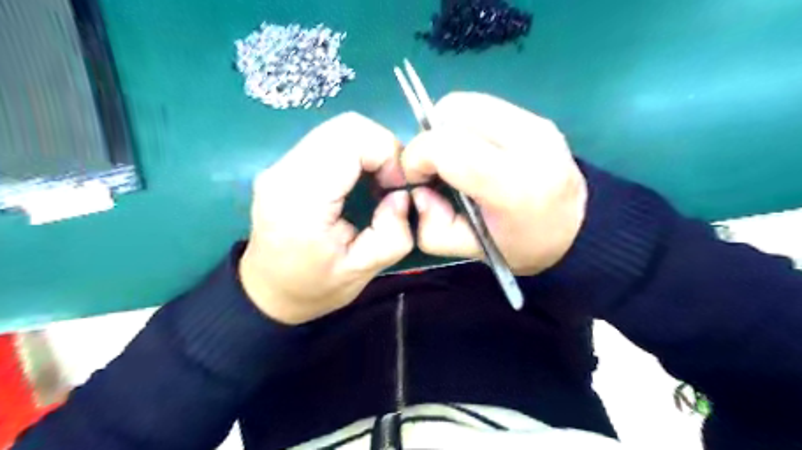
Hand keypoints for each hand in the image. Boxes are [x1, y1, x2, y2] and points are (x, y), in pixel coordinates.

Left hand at [237, 113, 412, 322]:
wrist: (266, 292)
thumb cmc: (312, 288)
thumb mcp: (361, 272)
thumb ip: (392, 235)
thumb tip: (402, 196)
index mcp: (302, 197)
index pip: (351, 138)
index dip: (387, 153)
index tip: (399, 186)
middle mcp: (285, 171)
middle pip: (346, 125)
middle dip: (382, 148)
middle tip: (392, 183)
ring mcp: (281, 164)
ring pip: (339, 129)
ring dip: (369, 149)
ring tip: (379, 182)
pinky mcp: (285, 165)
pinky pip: (330, 141)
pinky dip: (356, 153)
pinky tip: (361, 180)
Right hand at [404, 92, 586, 274]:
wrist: (577, 231)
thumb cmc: (521, 245)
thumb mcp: (467, 251)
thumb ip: (431, 227)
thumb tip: (419, 190)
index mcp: (512, 185)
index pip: (445, 146)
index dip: (416, 157)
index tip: (418, 178)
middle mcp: (528, 143)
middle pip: (452, 112)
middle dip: (428, 138)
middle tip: (435, 168)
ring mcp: (536, 124)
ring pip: (465, 102)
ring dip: (445, 128)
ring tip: (454, 157)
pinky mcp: (537, 117)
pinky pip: (483, 105)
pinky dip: (465, 124)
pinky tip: (474, 149)